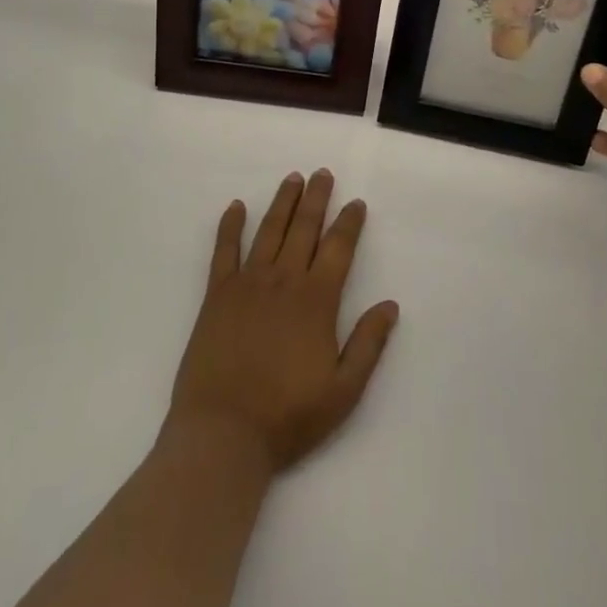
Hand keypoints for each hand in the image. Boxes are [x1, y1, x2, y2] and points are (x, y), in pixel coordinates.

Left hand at [166, 170, 398, 474]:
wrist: (223, 434)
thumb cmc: (287, 416)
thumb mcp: (343, 391)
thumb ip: (368, 344)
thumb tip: (390, 305)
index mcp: (316, 300)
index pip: (338, 248)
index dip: (349, 223)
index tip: (356, 202)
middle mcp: (284, 281)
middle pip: (304, 228)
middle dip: (316, 198)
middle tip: (322, 173)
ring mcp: (248, 283)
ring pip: (269, 230)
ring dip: (283, 202)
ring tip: (293, 178)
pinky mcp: (217, 294)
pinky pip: (224, 250)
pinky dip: (230, 226)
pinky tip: (235, 207)